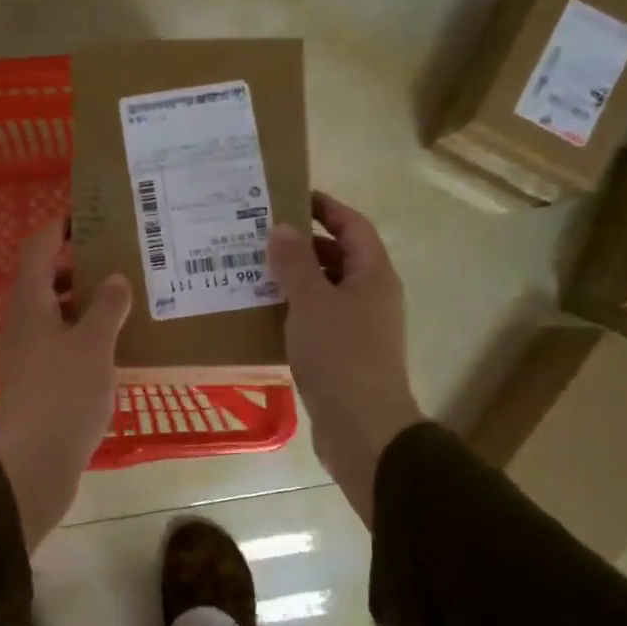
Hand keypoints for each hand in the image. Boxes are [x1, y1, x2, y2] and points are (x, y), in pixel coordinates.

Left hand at [0, 218, 132, 550]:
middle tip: (115, 259)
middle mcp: (21, 322)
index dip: (59, 228)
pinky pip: (58, 342)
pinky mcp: (34, 381)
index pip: (38, 248)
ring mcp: (24, 354)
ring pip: (52, 314)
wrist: (32, 462)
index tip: (87, 217)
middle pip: (44, 280)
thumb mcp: (94, 344)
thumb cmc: (63, 393)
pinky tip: (110, 346)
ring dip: (81, 303)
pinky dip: (81, 334)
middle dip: (76, 267)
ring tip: (121, 301)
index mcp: (29, 303)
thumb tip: (114, 278)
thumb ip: (107, 306)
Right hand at [267, 191, 423, 526]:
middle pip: (339, 257)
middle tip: (260, 237)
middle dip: (303, 245)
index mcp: (372, 275)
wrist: (362, 427)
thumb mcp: (311, 301)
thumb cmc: (340, 355)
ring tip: (253, 272)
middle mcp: (371, 296)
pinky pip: (318, 320)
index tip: (290, 197)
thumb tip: (282, 228)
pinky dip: (294, 311)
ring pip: (325, 291)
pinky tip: (264, 315)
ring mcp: (360, 328)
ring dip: (295, 280)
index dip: (325, 207)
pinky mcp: (345, 355)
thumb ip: (295, 263)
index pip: (353, 226)